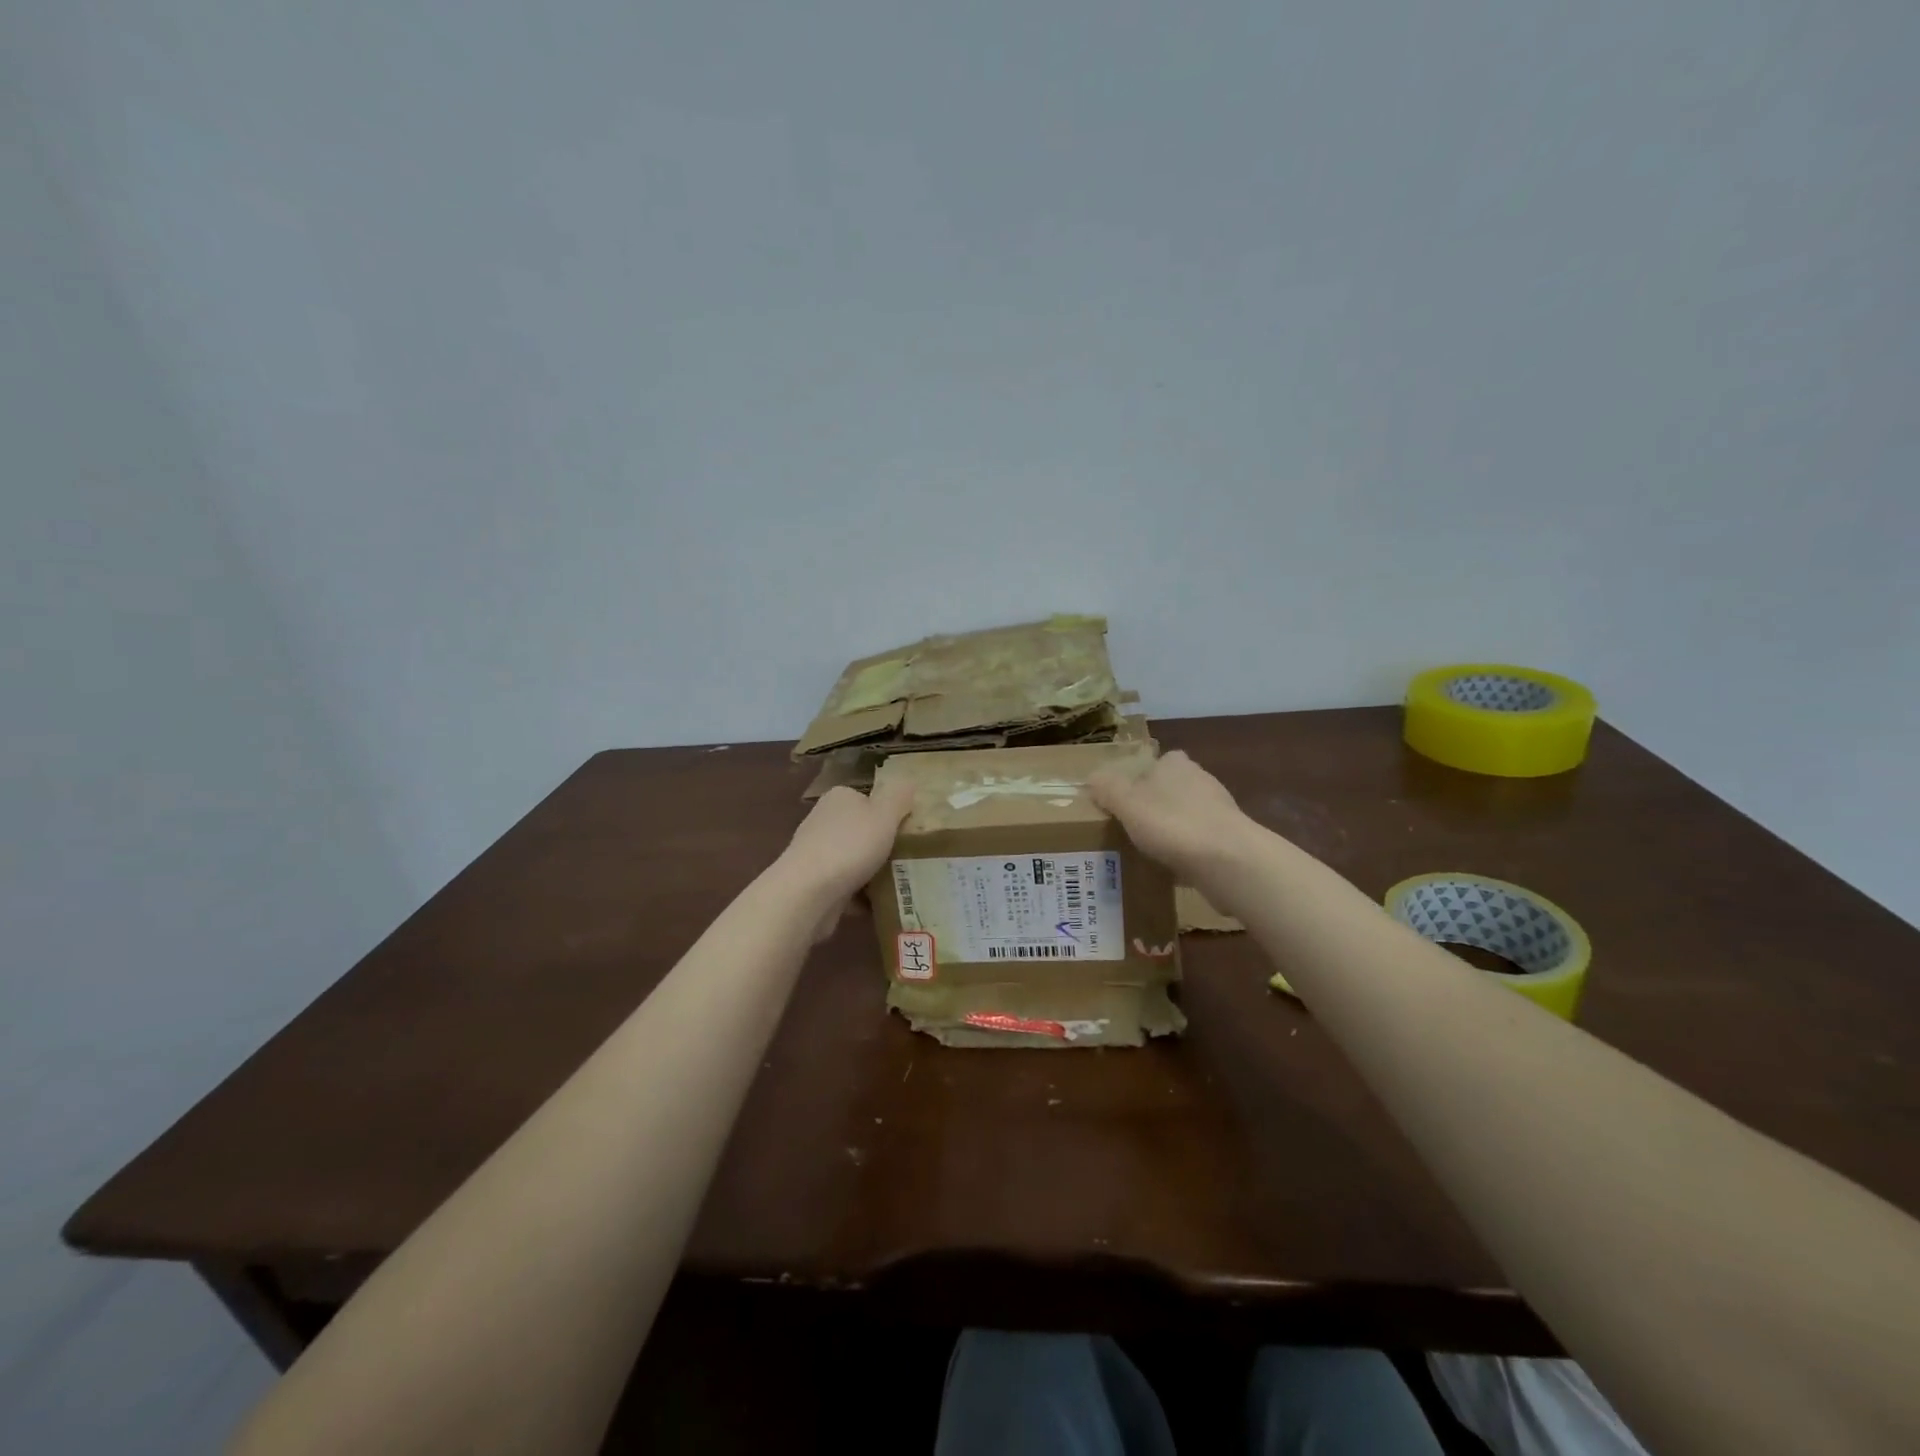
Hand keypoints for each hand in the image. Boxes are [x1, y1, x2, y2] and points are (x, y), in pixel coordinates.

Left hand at [777, 781, 913, 911]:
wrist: (808, 893)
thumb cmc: (850, 846)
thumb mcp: (885, 814)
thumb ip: (899, 797)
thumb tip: (908, 783)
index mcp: (839, 798)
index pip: (869, 800)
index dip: (891, 814)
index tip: (909, 832)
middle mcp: (824, 820)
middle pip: (863, 831)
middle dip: (883, 846)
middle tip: (911, 859)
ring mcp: (816, 853)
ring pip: (855, 860)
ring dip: (874, 872)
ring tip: (902, 884)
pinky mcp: (814, 883)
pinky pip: (846, 886)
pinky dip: (862, 895)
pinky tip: (880, 904)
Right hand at [1087, 750, 1255, 887]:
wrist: (1228, 861)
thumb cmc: (1172, 824)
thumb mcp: (1126, 803)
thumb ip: (1107, 788)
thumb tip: (1093, 778)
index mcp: (1176, 764)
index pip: (1157, 761)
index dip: (1140, 778)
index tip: (1124, 799)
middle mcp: (1201, 779)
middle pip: (1171, 788)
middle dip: (1155, 804)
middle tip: (1131, 826)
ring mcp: (1220, 810)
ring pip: (1186, 815)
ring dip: (1172, 829)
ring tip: (1148, 850)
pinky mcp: (1230, 839)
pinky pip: (1200, 842)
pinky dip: (1187, 851)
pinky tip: (1173, 867)